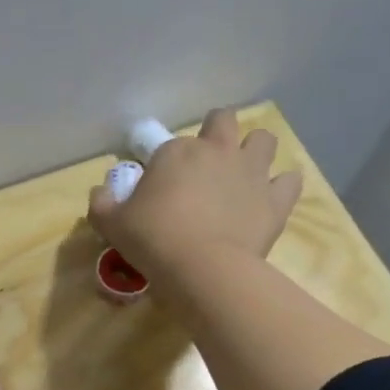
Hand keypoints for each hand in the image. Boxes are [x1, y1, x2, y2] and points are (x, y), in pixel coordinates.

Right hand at [88, 108, 302, 284]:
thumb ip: (102, 204)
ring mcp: (251, 172)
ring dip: (254, 151)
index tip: (162, 188)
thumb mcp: (112, 224)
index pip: (170, 145)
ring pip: (264, 140)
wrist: (203, 269)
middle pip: (223, 120)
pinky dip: (282, 186)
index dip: (166, 164)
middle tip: (208, 161)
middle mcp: (217, 151)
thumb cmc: (153, 240)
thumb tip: (100, 192)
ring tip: (243, 174)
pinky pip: (290, 180)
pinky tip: (270, 198)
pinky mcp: (276, 199)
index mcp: (176, 152)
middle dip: (217, 132)